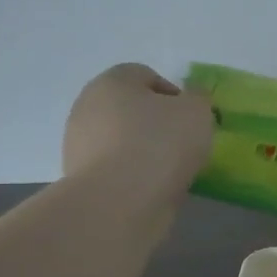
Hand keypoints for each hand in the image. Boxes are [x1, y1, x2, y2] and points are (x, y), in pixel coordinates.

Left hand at [62, 64, 213, 189]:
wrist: (118, 201)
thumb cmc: (159, 144)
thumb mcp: (197, 111)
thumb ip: (198, 98)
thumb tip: (191, 99)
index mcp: (112, 81)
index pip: (146, 76)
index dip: (175, 95)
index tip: (192, 119)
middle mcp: (88, 105)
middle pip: (131, 108)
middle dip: (157, 123)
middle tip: (183, 144)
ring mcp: (79, 143)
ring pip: (122, 139)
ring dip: (144, 150)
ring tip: (170, 171)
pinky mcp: (79, 176)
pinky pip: (115, 167)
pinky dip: (133, 174)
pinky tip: (151, 187)